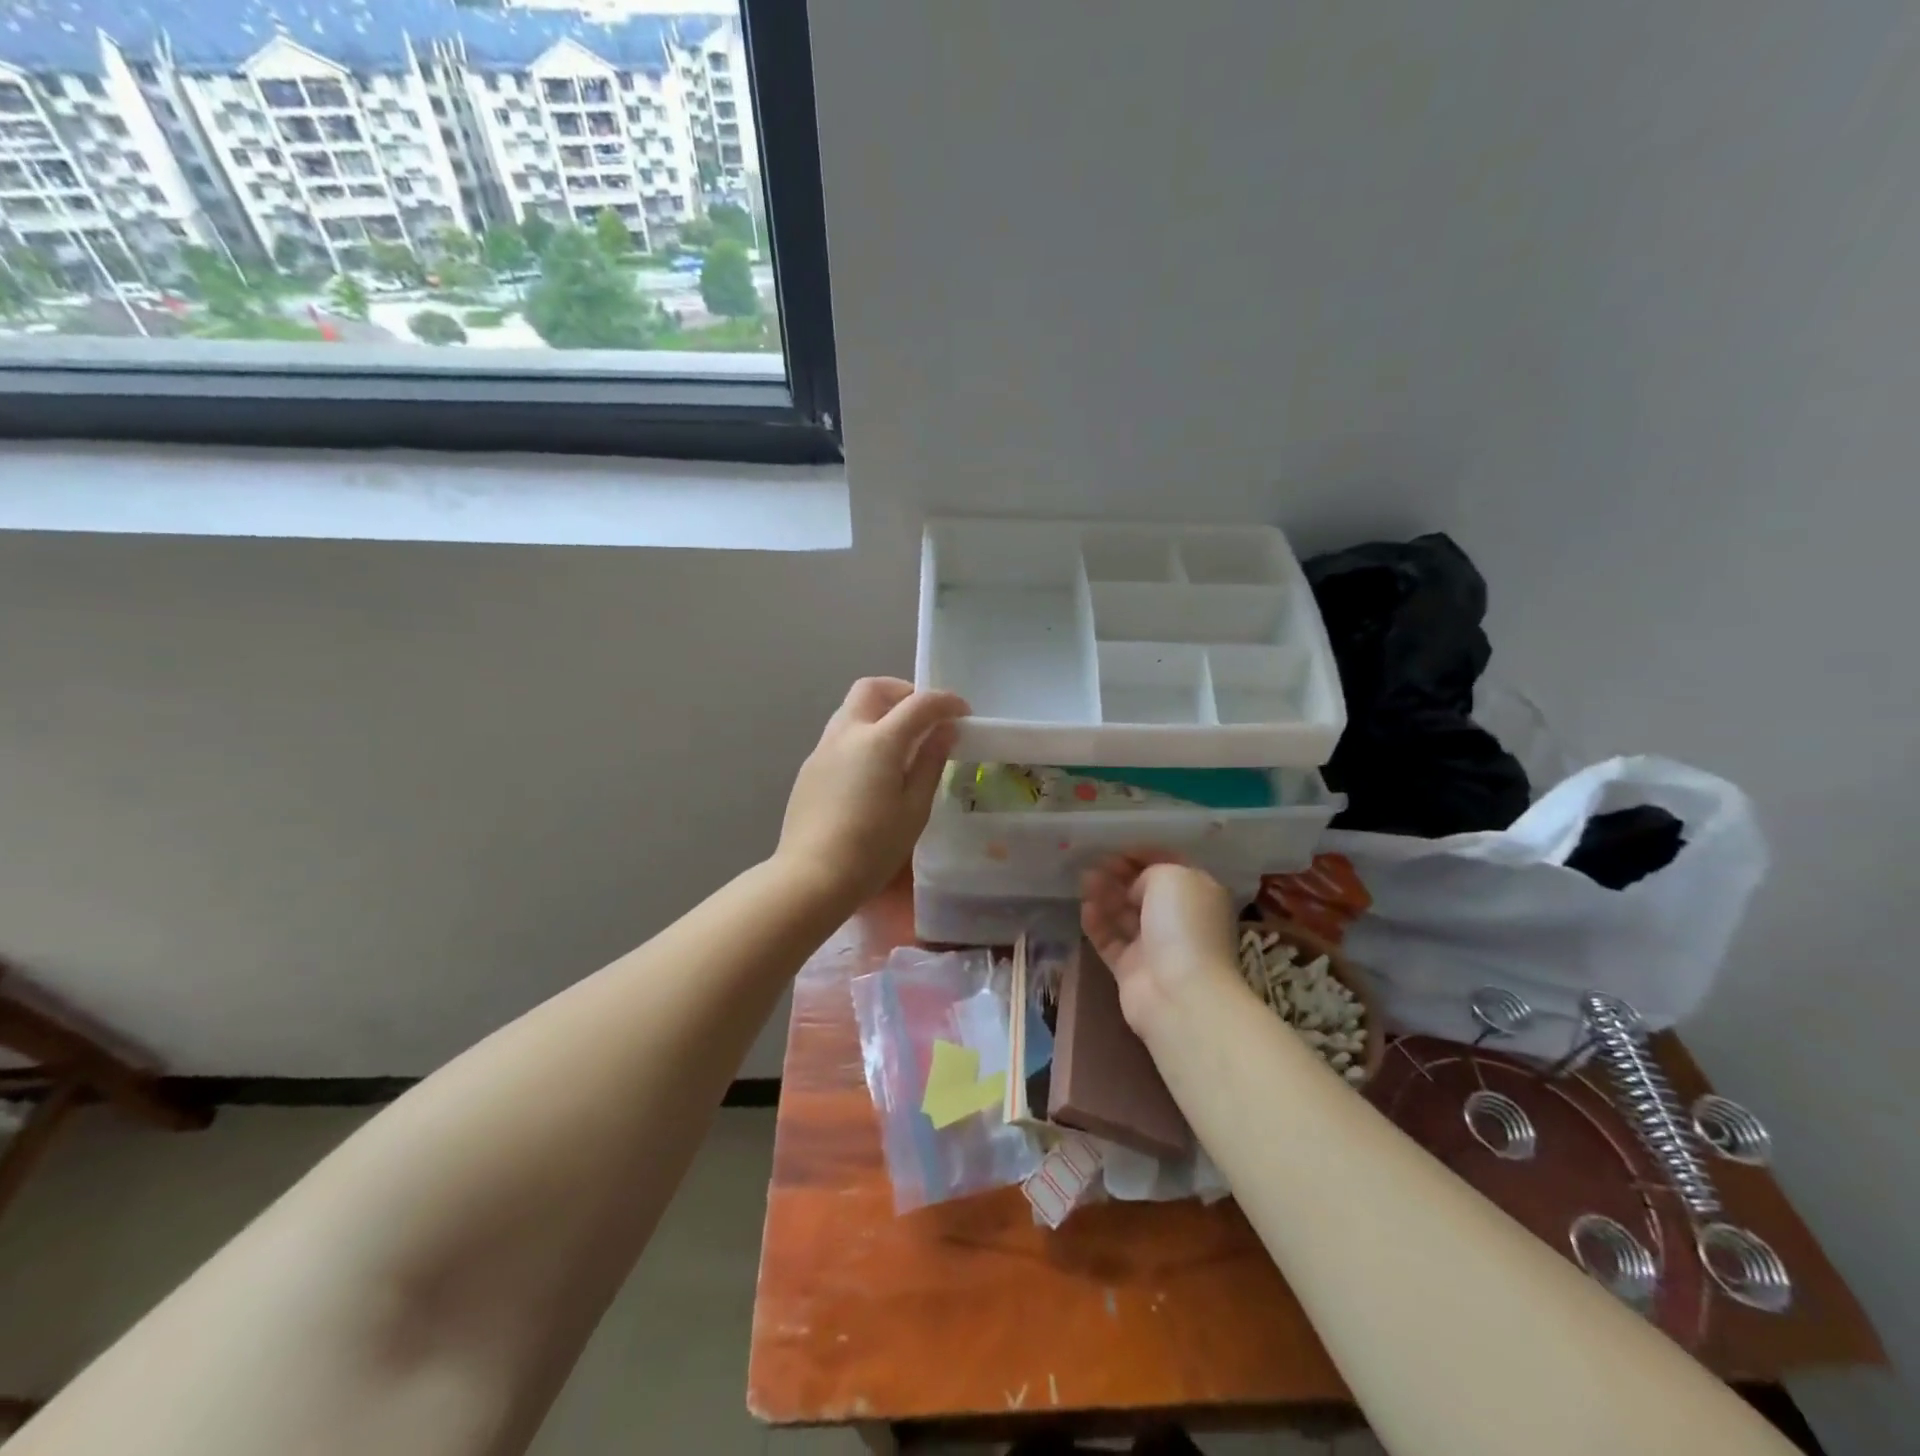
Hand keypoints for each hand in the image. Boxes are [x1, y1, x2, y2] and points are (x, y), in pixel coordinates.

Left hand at [775, 677, 968, 908]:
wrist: (812, 877)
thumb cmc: (873, 848)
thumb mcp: (915, 808)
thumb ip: (931, 763)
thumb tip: (944, 731)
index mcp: (878, 741)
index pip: (919, 703)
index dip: (946, 702)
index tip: (963, 714)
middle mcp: (846, 733)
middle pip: (872, 688)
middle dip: (902, 692)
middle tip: (924, 718)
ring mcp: (823, 749)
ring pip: (851, 709)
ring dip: (879, 712)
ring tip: (901, 744)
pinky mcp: (809, 769)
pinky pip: (839, 736)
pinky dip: (862, 735)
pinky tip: (872, 770)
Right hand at [1081, 852, 1244, 1037]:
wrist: (1179, 992)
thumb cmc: (1183, 924)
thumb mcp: (1172, 877)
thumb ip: (1150, 872)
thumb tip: (1136, 889)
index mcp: (1198, 894)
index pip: (1169, 867)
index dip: (1143, 855)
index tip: (1117, 848)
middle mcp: (1178, 919)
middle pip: (1144, 891)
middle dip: (1120, 875)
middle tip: (1096, 864)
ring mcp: (1154, 946)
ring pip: (1124, 915)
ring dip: (1105, 896)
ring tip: (1085, 881)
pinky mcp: (1131, 969)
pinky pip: (1110, 940)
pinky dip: (1097, 924)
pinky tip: (1085, 908)